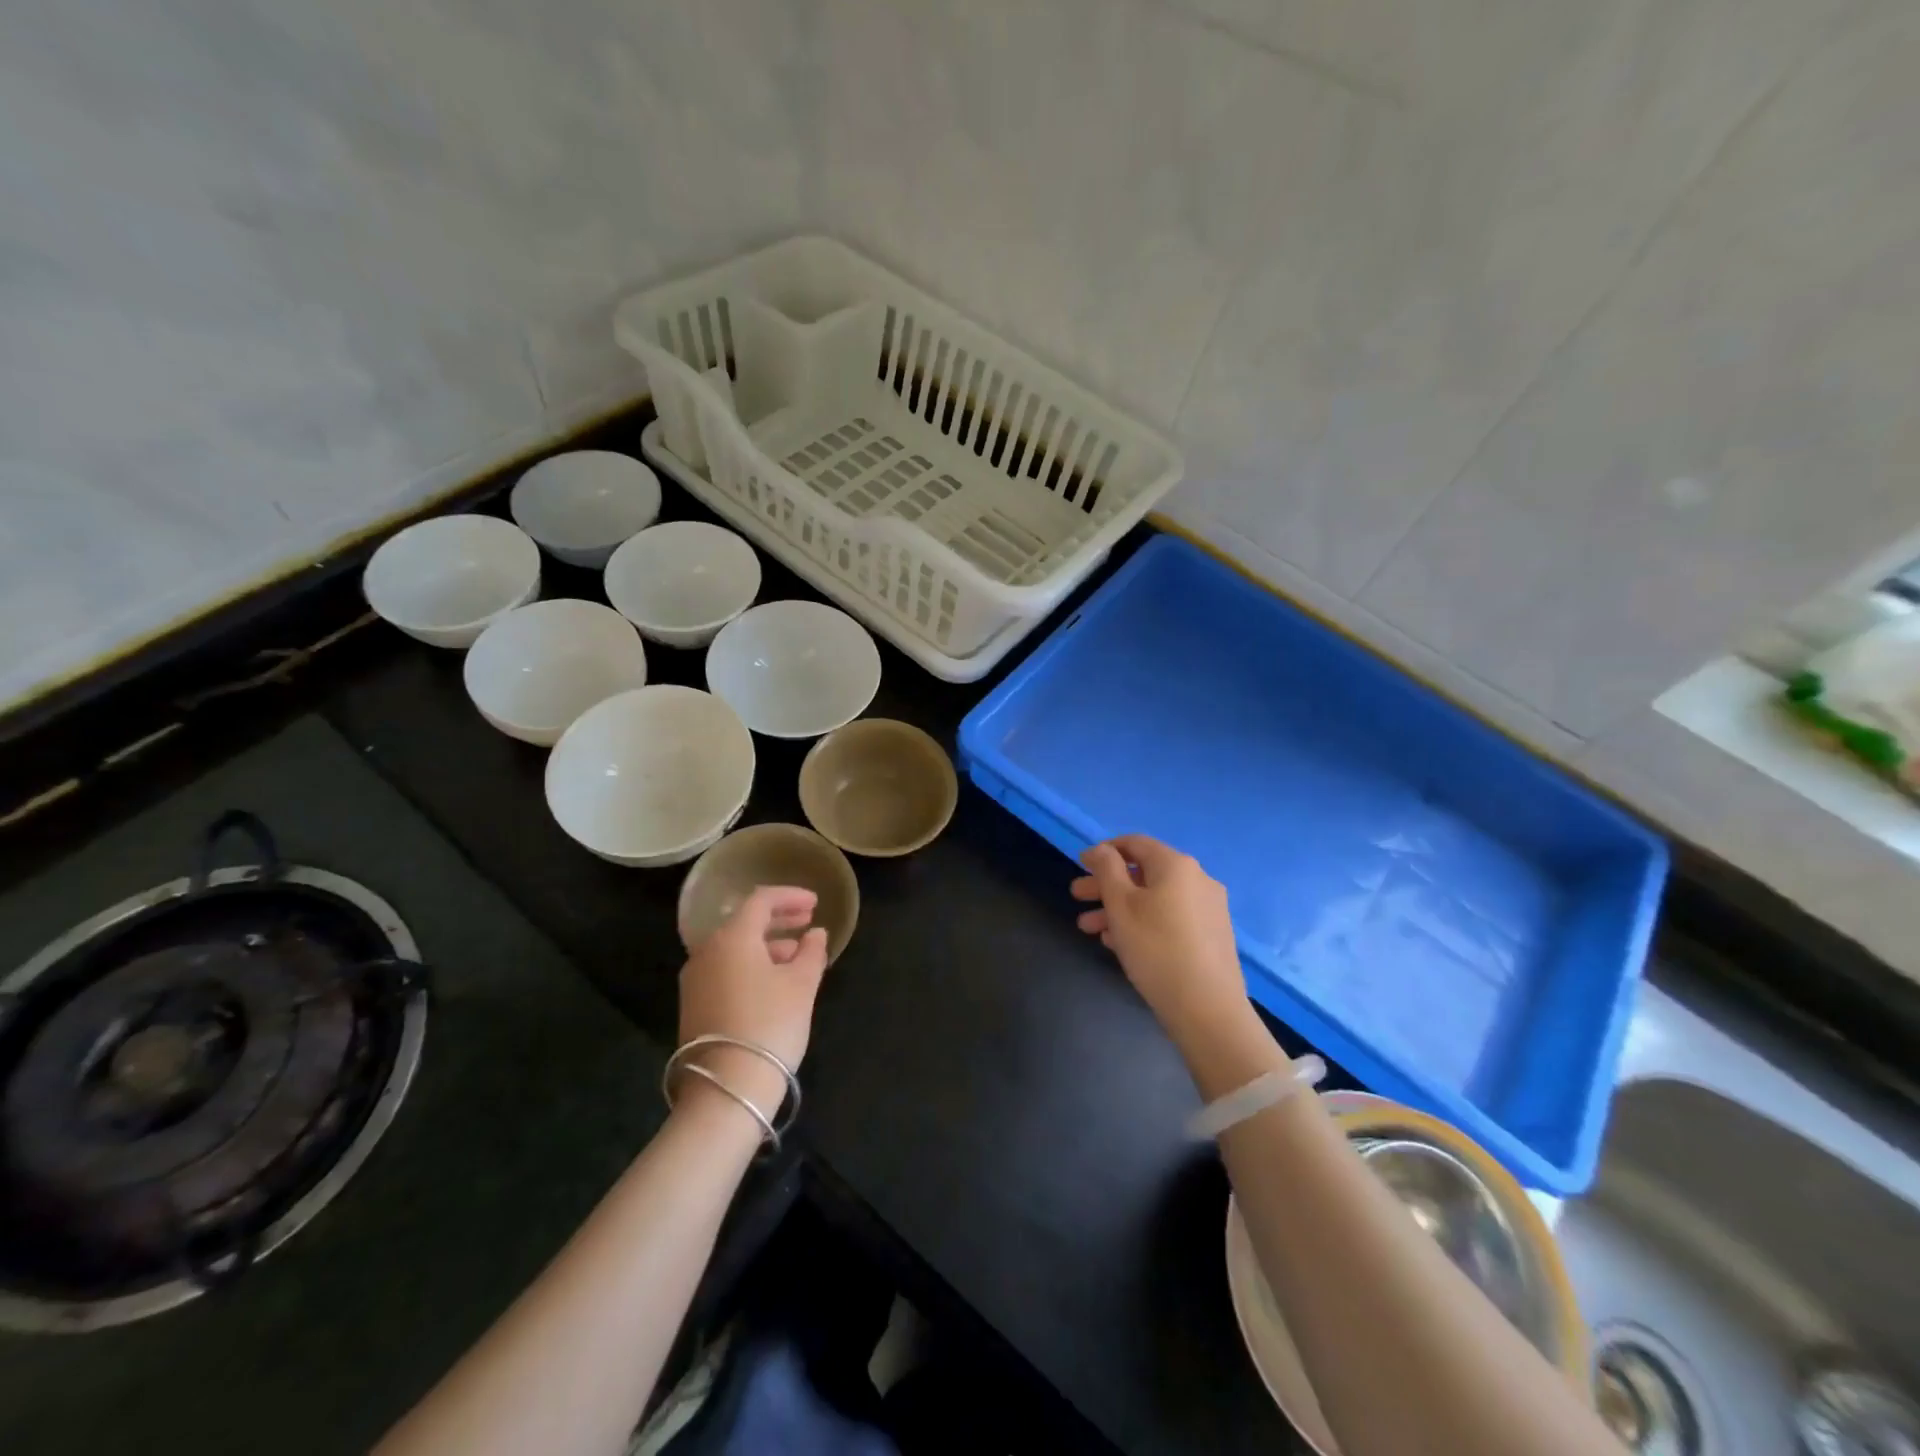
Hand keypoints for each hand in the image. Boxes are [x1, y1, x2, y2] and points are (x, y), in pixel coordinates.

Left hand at [676, 886, 829, 1117]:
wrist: (726, 1088)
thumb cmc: (770, 1024)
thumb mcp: (802, 985)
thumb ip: (811, 952)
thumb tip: (815, 934)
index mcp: (732, 937)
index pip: (761, 900)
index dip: (791, 897)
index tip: (816, 903)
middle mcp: (707, 951)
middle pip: (744, 922)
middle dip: (779, 919)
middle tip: (808, 921)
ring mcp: (695, 980)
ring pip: (735, 948)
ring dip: (767, 945)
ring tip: (798, 956)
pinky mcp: (694, 1005)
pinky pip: (726, 969)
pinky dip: (752, 965)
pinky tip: (775, 981)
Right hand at [1071, 835, 1248, 1050]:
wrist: (1207, 1008)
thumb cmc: (1155, 948)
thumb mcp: (1120, 904)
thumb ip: (1106, 869)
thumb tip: (1100, 849)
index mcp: (1176, 865)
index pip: (1135, 843)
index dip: (1104, 851)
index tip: (1080, 866)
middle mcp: (1198, 879)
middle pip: (1143, 873)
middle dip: (1106, 884)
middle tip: (1077, 898)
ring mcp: (1209, 908)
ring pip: (1155, 898)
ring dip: (1120, 908)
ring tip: (1091, 929)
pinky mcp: (1212, 935)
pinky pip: (1170, 917)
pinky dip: (1143, 922)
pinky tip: (1121, 944)